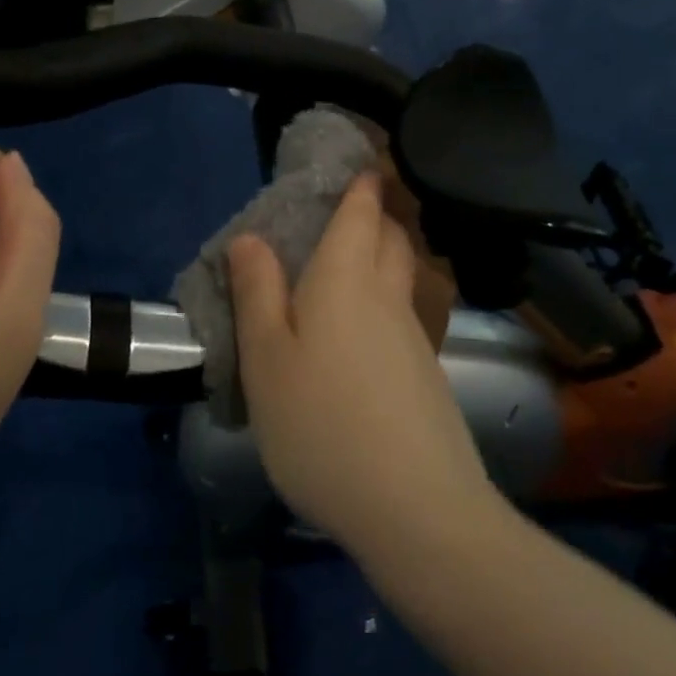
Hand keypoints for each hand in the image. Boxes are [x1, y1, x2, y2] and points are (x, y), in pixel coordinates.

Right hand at [228, 174, 490, 556]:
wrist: (417, 510)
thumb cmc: (322, 424)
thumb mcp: (267, 359)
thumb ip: (257, 294)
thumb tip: (250, 238)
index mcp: (345, 280)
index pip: (361, 213)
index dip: (360, 185)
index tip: (356, 165)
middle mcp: (387, 297)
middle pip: (391, 239)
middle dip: (375, 216)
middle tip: (347, 211)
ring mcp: (414, 338)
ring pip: (401, 278)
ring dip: (382, 257)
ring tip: (348, 265)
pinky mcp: (425, 376)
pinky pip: (402, 315)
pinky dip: (384, 301)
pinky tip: (361, 333)